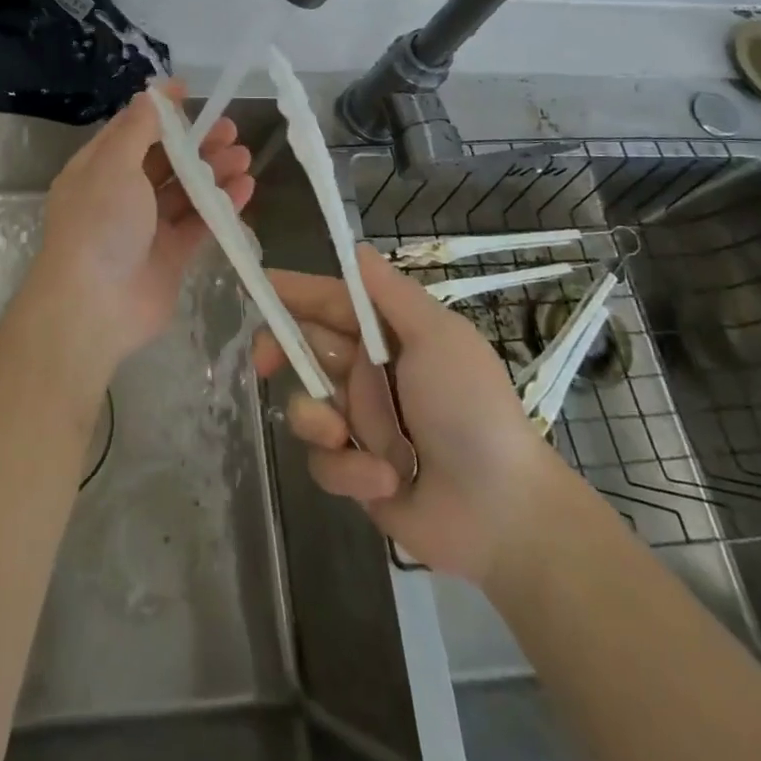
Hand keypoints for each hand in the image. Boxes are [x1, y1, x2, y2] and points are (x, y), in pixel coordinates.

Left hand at [25, 81, 252, 382]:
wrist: (95, 305)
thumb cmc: (99, 222)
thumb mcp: (113, 164)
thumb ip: (138, 128)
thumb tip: (152, 93)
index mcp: (98, 168)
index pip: (132, 130)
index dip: (161, 112)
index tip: (191, 94)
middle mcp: (120, 194)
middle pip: (164, 159)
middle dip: (196, 142)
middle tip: (230, 129)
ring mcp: (147, 227)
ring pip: (185, 190)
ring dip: (214, 171)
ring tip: (245, 156)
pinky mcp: (171, 255)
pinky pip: (199, 222)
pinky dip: (221, 204)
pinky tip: (245, 187)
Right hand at [252, 245, 564, 585]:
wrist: (504, 512)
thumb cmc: (470, 408)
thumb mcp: (438, 337)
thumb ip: (391, 294)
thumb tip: (355, 248)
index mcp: (387, 337)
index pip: (328, 303)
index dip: (292, 294)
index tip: (257, 290)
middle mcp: (367, 375)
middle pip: (303, 350)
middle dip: (281, 352)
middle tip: (265, 361)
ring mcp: (359, 425)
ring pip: (305, 406)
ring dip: (317, 420)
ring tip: (343, 437)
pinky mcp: (355, 474)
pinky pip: (324, 462)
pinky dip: (350, 471)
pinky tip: (385, 481)